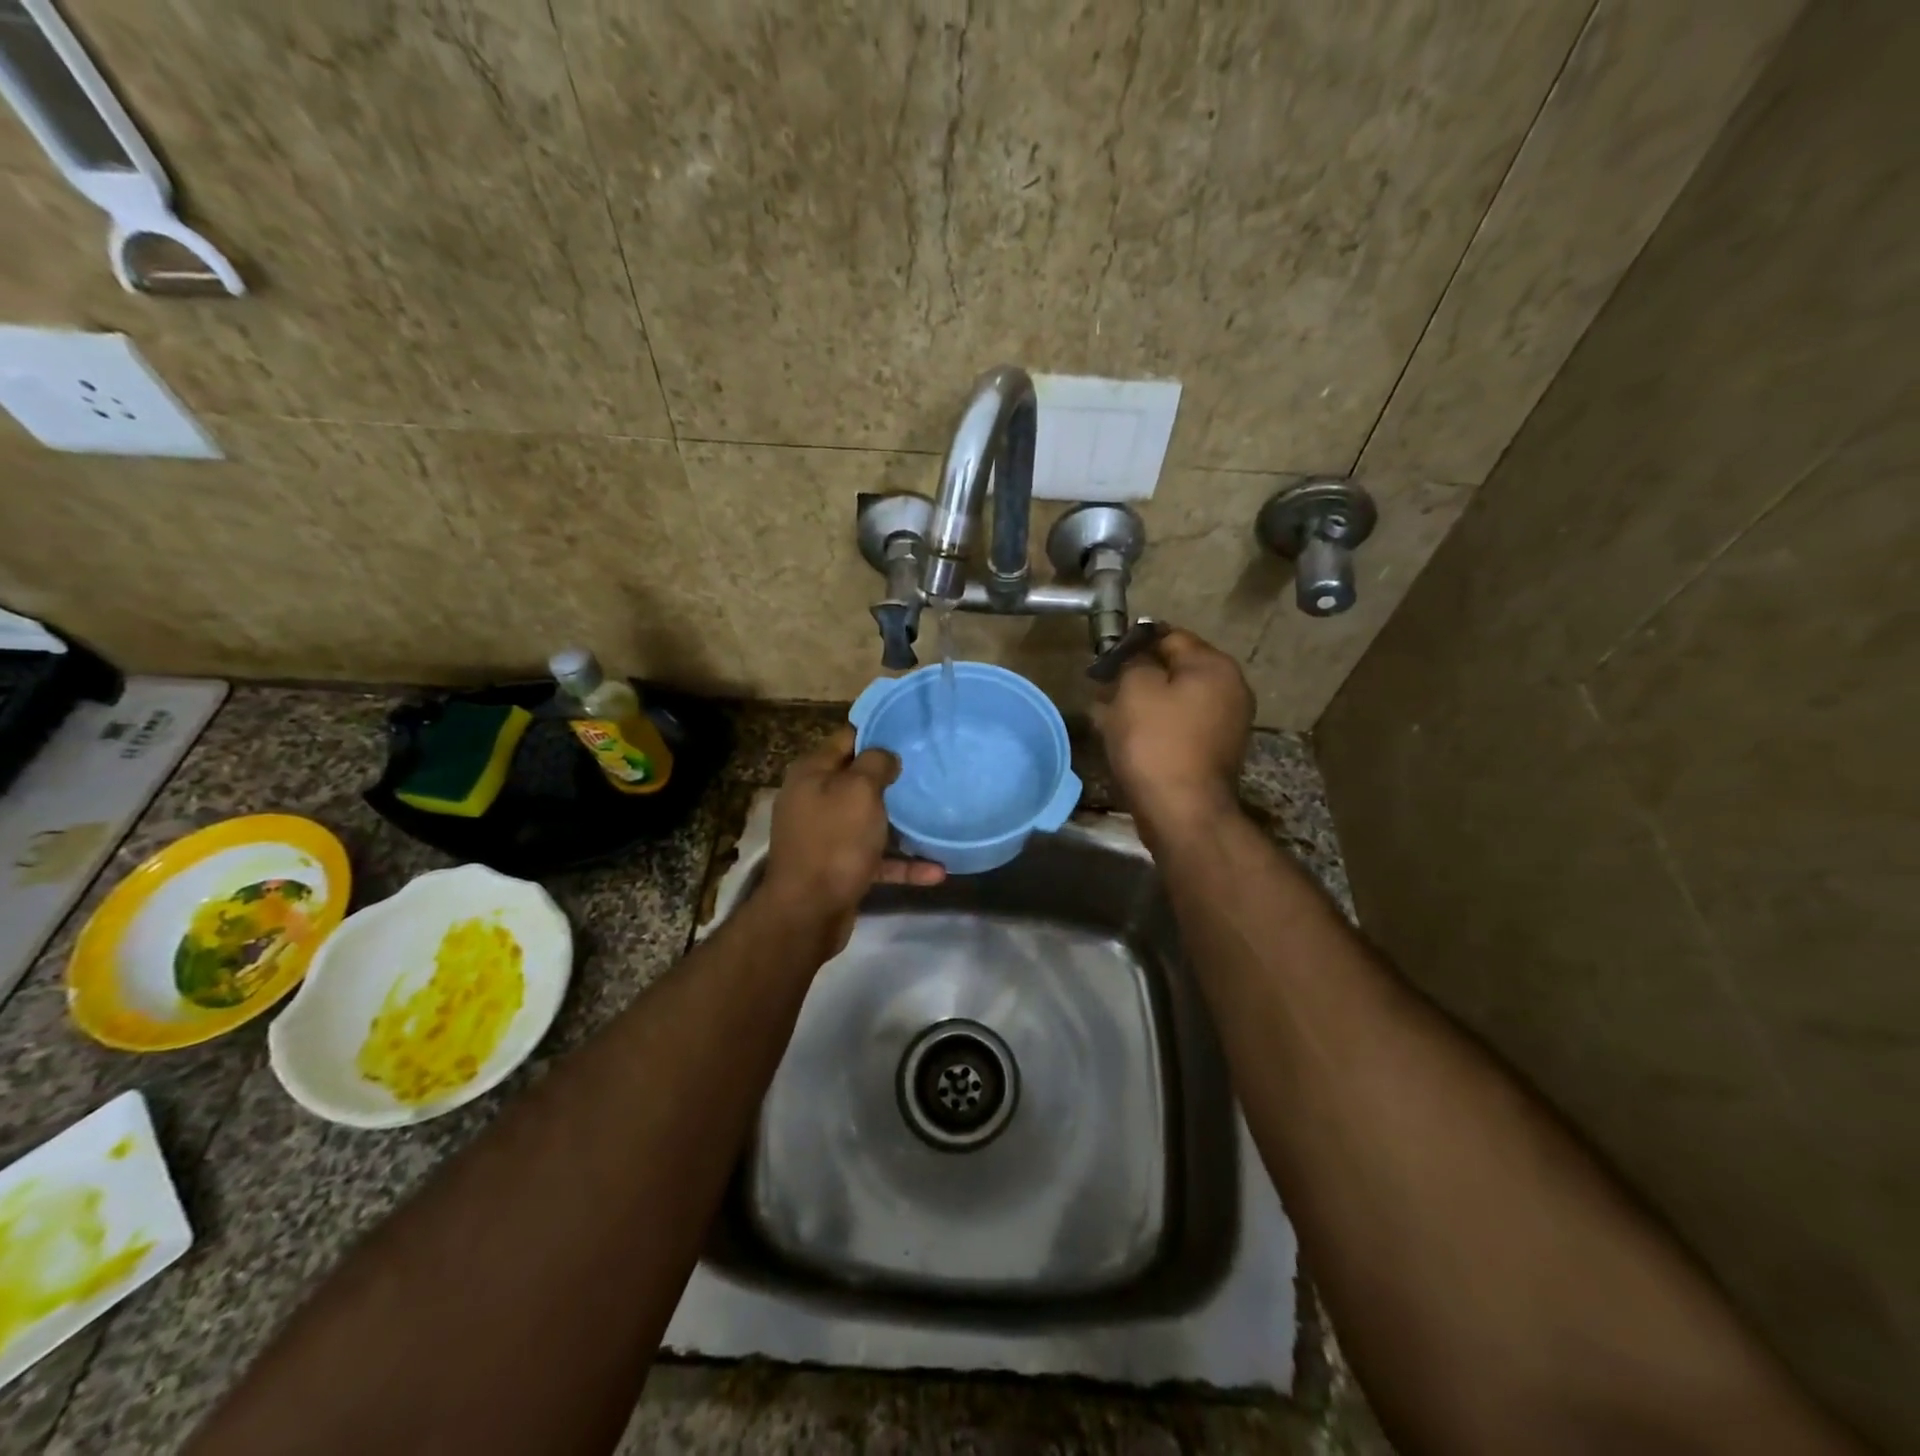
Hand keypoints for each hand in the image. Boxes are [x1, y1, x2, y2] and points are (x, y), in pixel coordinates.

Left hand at [761, 726, 944, 949]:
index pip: (847, 738)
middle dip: (891, 775)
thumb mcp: (858, 790)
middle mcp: (814, 799)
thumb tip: (886, 756)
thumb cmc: (834, 841)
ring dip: (900, 821)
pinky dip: (902, 863)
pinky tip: (936, 871)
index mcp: (812, 773)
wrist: (808, 912)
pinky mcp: (838, 868)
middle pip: (857, 779)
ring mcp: (825, 836)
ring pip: (868, 820)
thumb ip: (875, 764)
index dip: (878, 731)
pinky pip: (875, 858)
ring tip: (936, 814)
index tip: (912, 730)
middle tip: (929, 769)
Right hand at [1092, 627, 1251, 838]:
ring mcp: (1226, 723)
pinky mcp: (1214, 751)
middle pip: (1174, 669)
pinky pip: (1179, 726)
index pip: (1169, 636)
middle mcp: (1230, 689)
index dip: (1133, 643)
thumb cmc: (1156, 743)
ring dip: (1142, 704)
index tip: (1105, 659)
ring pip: (1174, 700)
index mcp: (1214, 666)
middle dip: (1137, 676)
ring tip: (1108, 716)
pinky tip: (1127, 738)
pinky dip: (1155, 726)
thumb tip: (1137, 659)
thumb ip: (1133, 661)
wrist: (1183, 812)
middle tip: (1103, 690)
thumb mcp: (1134, 689)